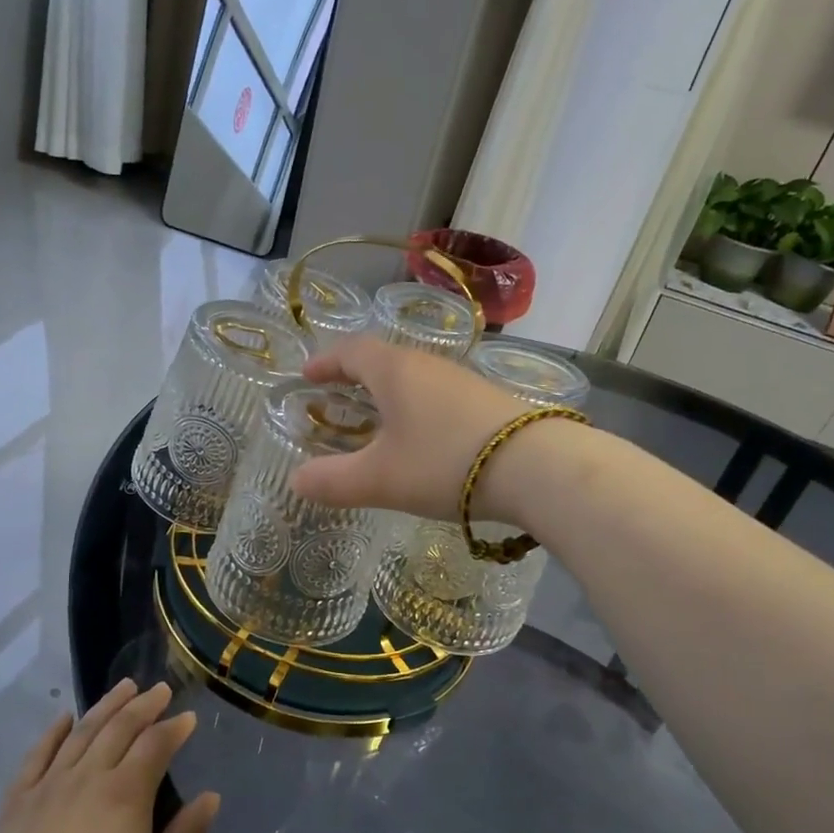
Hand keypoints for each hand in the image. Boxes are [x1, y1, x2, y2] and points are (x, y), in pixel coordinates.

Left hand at [0, 680, 218, 832]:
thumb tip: (211, 797)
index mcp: (126, 794)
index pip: (156, 744)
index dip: (174, 727)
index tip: (188, 718)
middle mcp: (89, 776)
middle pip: (120, 727)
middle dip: (144, 705)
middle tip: (160, 689)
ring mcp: (49, 785)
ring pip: (82, 731)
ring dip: (106, 705)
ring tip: (124, 687)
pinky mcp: (17, 800)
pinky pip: (37, 754)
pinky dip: (53, 731)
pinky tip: (64, 718)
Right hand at [290, 337, 527, 521]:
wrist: (536, 467)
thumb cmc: (444, 462)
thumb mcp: (380, 479)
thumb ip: (333, 481)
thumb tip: (297, 481)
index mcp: (395, 371)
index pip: (351, 351)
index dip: (325, 361)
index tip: (307, 375)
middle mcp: (428, 365)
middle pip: (384, 359)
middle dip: (355, 375)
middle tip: (336, 395)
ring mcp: (462, 381)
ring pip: (414, 377)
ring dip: (389, 391)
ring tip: (376, 418)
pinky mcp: (487, 401)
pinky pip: (438, 394)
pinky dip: (416, 407)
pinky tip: (422, 436)